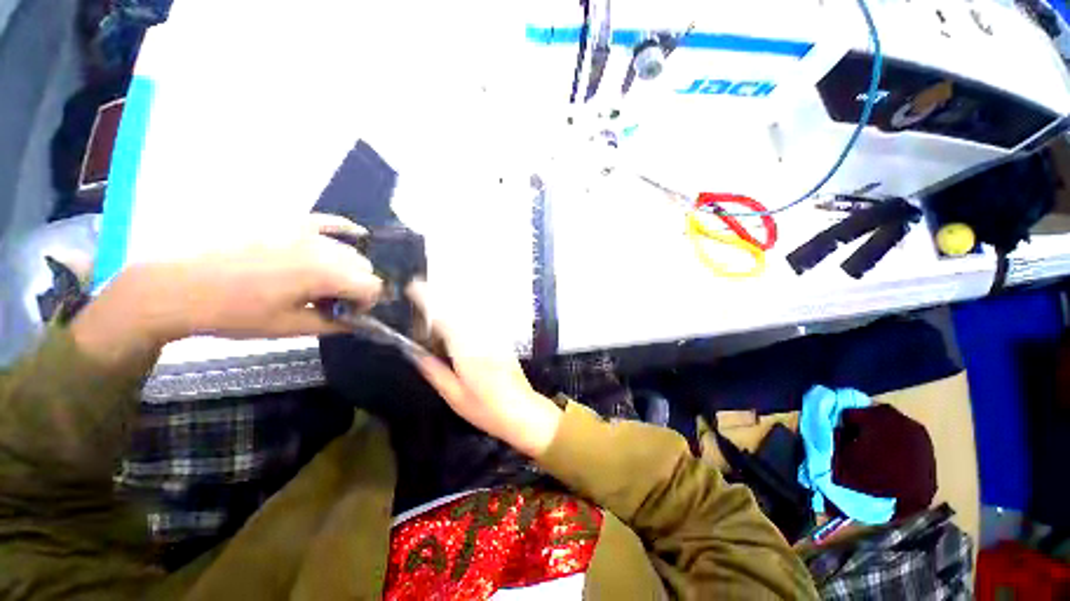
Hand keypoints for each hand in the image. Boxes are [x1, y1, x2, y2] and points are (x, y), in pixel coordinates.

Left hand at [72, 214, 381, 367]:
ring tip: (322, 281)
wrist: (178, 286)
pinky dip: (345, 230)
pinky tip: (354, 234)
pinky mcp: (288, 221)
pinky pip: (330, 221)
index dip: (367, 303)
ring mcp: (304, 230)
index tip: (349, 314)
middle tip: (333, 301)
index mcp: (323, 273)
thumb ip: (333, 324)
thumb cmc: (233, 313)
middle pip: (364, 266)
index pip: (372, 285)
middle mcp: (322, 247)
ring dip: (348, 268)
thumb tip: (357, 322)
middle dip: (358, 286)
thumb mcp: (288, 328)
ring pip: (350, 249)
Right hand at [407, 282, 561, 457]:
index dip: (428, 302)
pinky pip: (482, 319)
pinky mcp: (502, 340)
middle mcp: (482, 339)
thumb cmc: (487, 410)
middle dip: (440, 295)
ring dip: (454, 300)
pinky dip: (468, 311)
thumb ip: (436, 373)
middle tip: (421, 287)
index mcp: (467, 353)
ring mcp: (494, 337)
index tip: (414, 288)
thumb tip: (416, 354)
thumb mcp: (455, 397)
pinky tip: (460, 311)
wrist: (523, 411)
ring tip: (436, 296)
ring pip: (472, 311)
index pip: (445, 319)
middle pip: (459, 309)